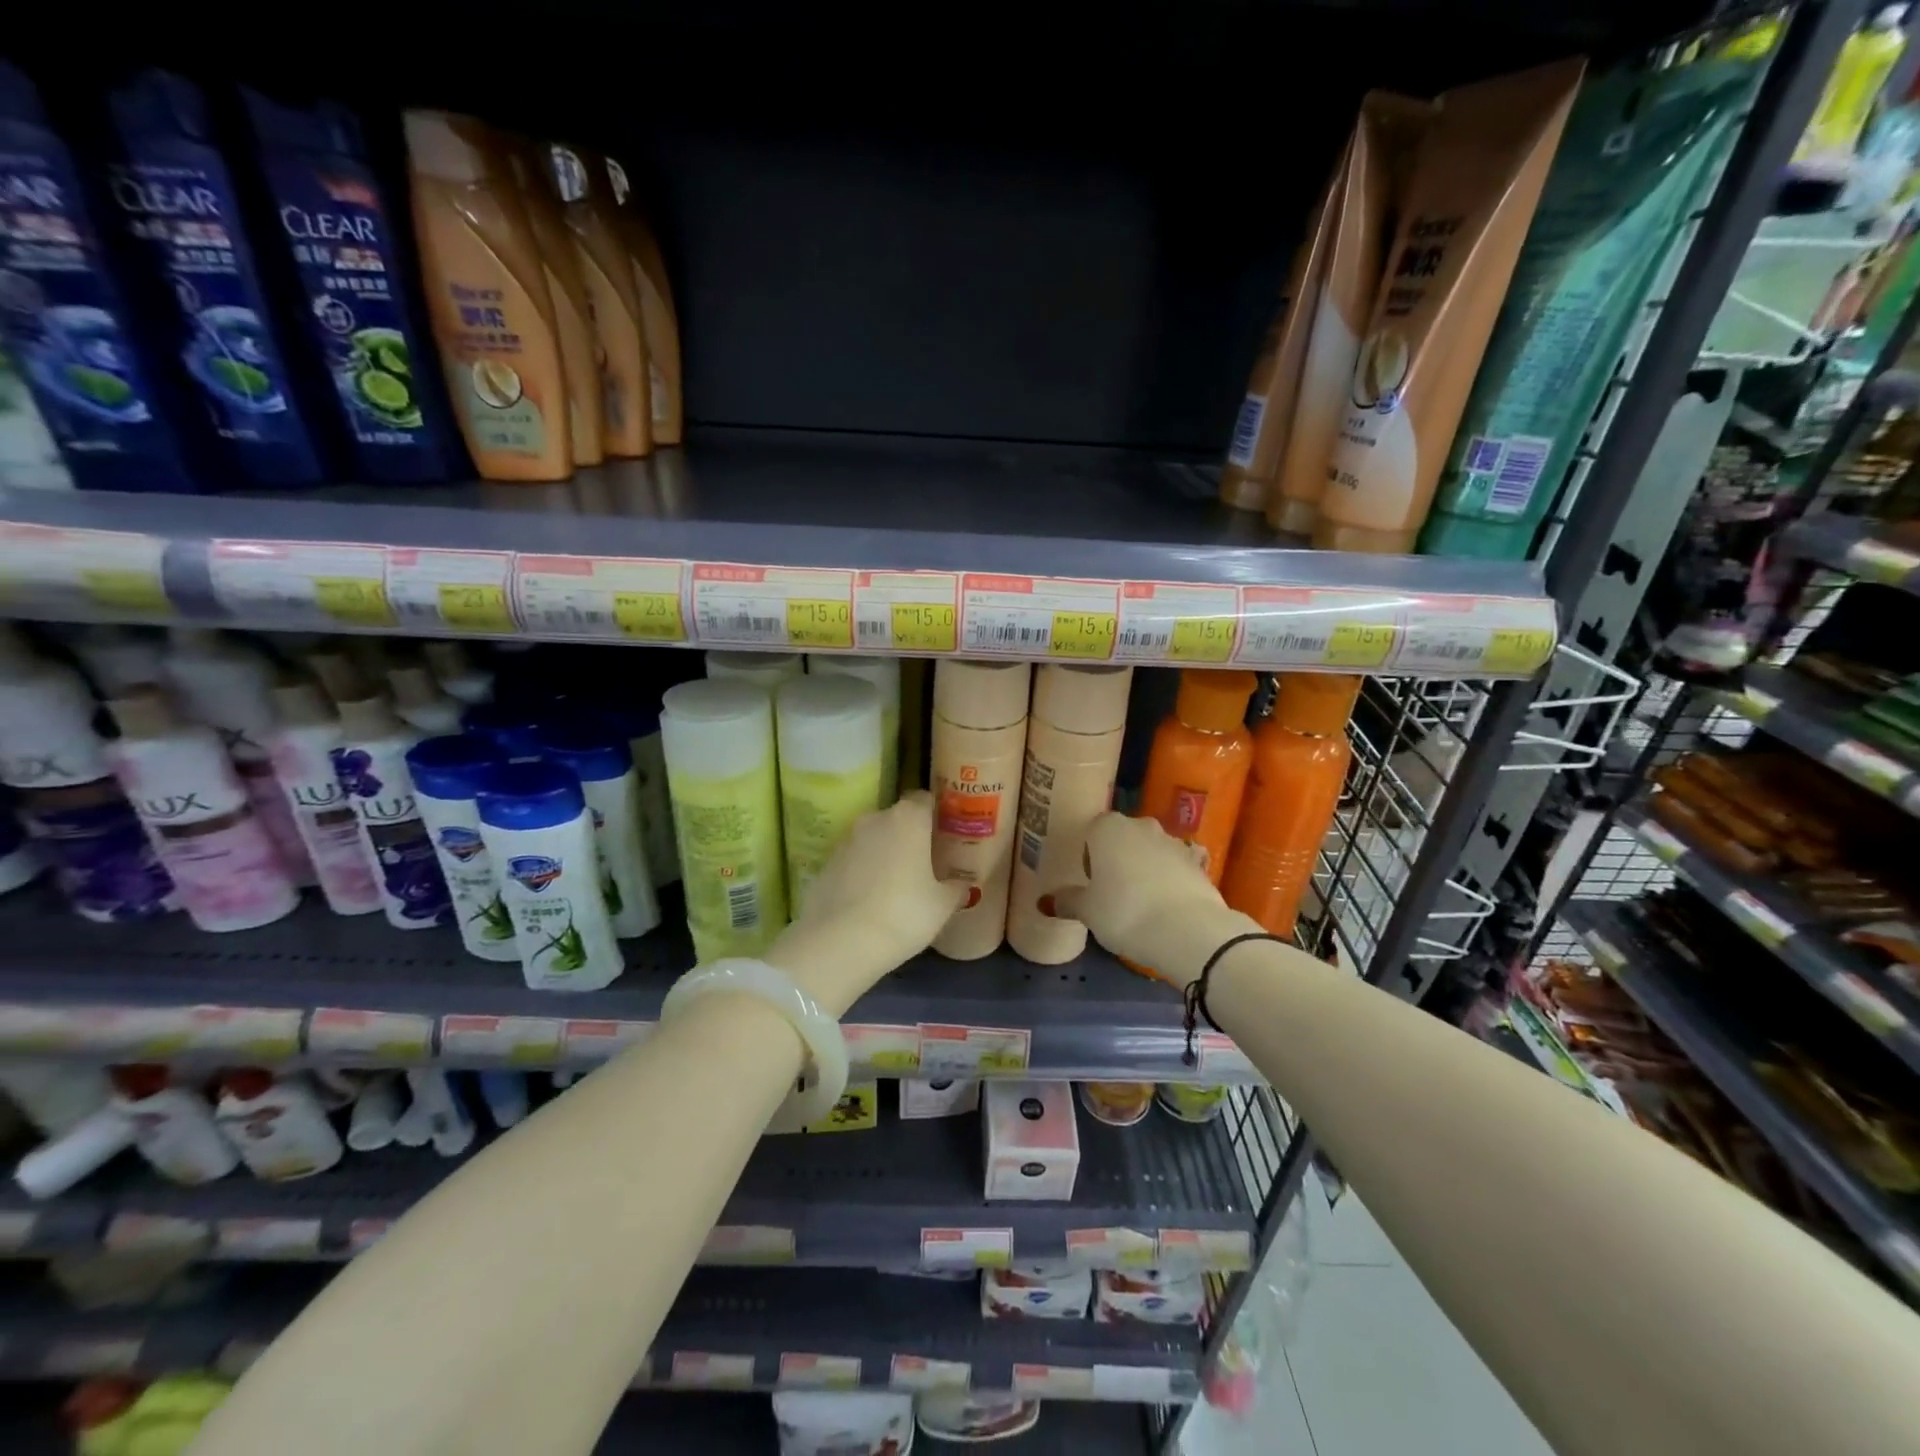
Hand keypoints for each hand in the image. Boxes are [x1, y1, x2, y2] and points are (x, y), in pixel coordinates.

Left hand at [770, 791, 967, 1012]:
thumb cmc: (904, 914)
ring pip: (872, 839)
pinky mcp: (825, 864)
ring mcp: (845, 840)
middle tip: (924, 862)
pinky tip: (869, 899)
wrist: (840, 942)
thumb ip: (956, 888)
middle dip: (910, 835)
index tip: (944, 833)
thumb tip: (963, 884)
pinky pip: (852, 861)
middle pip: (897, 818)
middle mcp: (874, 819)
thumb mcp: (942, 905)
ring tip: (896, 884)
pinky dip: (862, 872)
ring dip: (884, 853)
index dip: (935, 814)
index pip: (925, 799)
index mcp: (908, 819)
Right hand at [1043, 812, 1228, 970]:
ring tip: (1141, 903)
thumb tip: (1046, 901)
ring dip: (1145, 869)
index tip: (1091, 882)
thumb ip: (1067, 901)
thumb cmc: (1125, 912)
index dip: (1089, 856)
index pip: (1092, 831)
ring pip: (1150, 851)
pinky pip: (1175, 868)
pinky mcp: (1198, 863)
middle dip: (1117, 858)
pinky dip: (1169, 882)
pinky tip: (1167, 908)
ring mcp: (1174, 842)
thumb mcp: (1087, 911)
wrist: (1189, 931)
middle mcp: (1142, 826)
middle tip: (1112, 892)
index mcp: (1108, 828)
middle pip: (1123, 837)